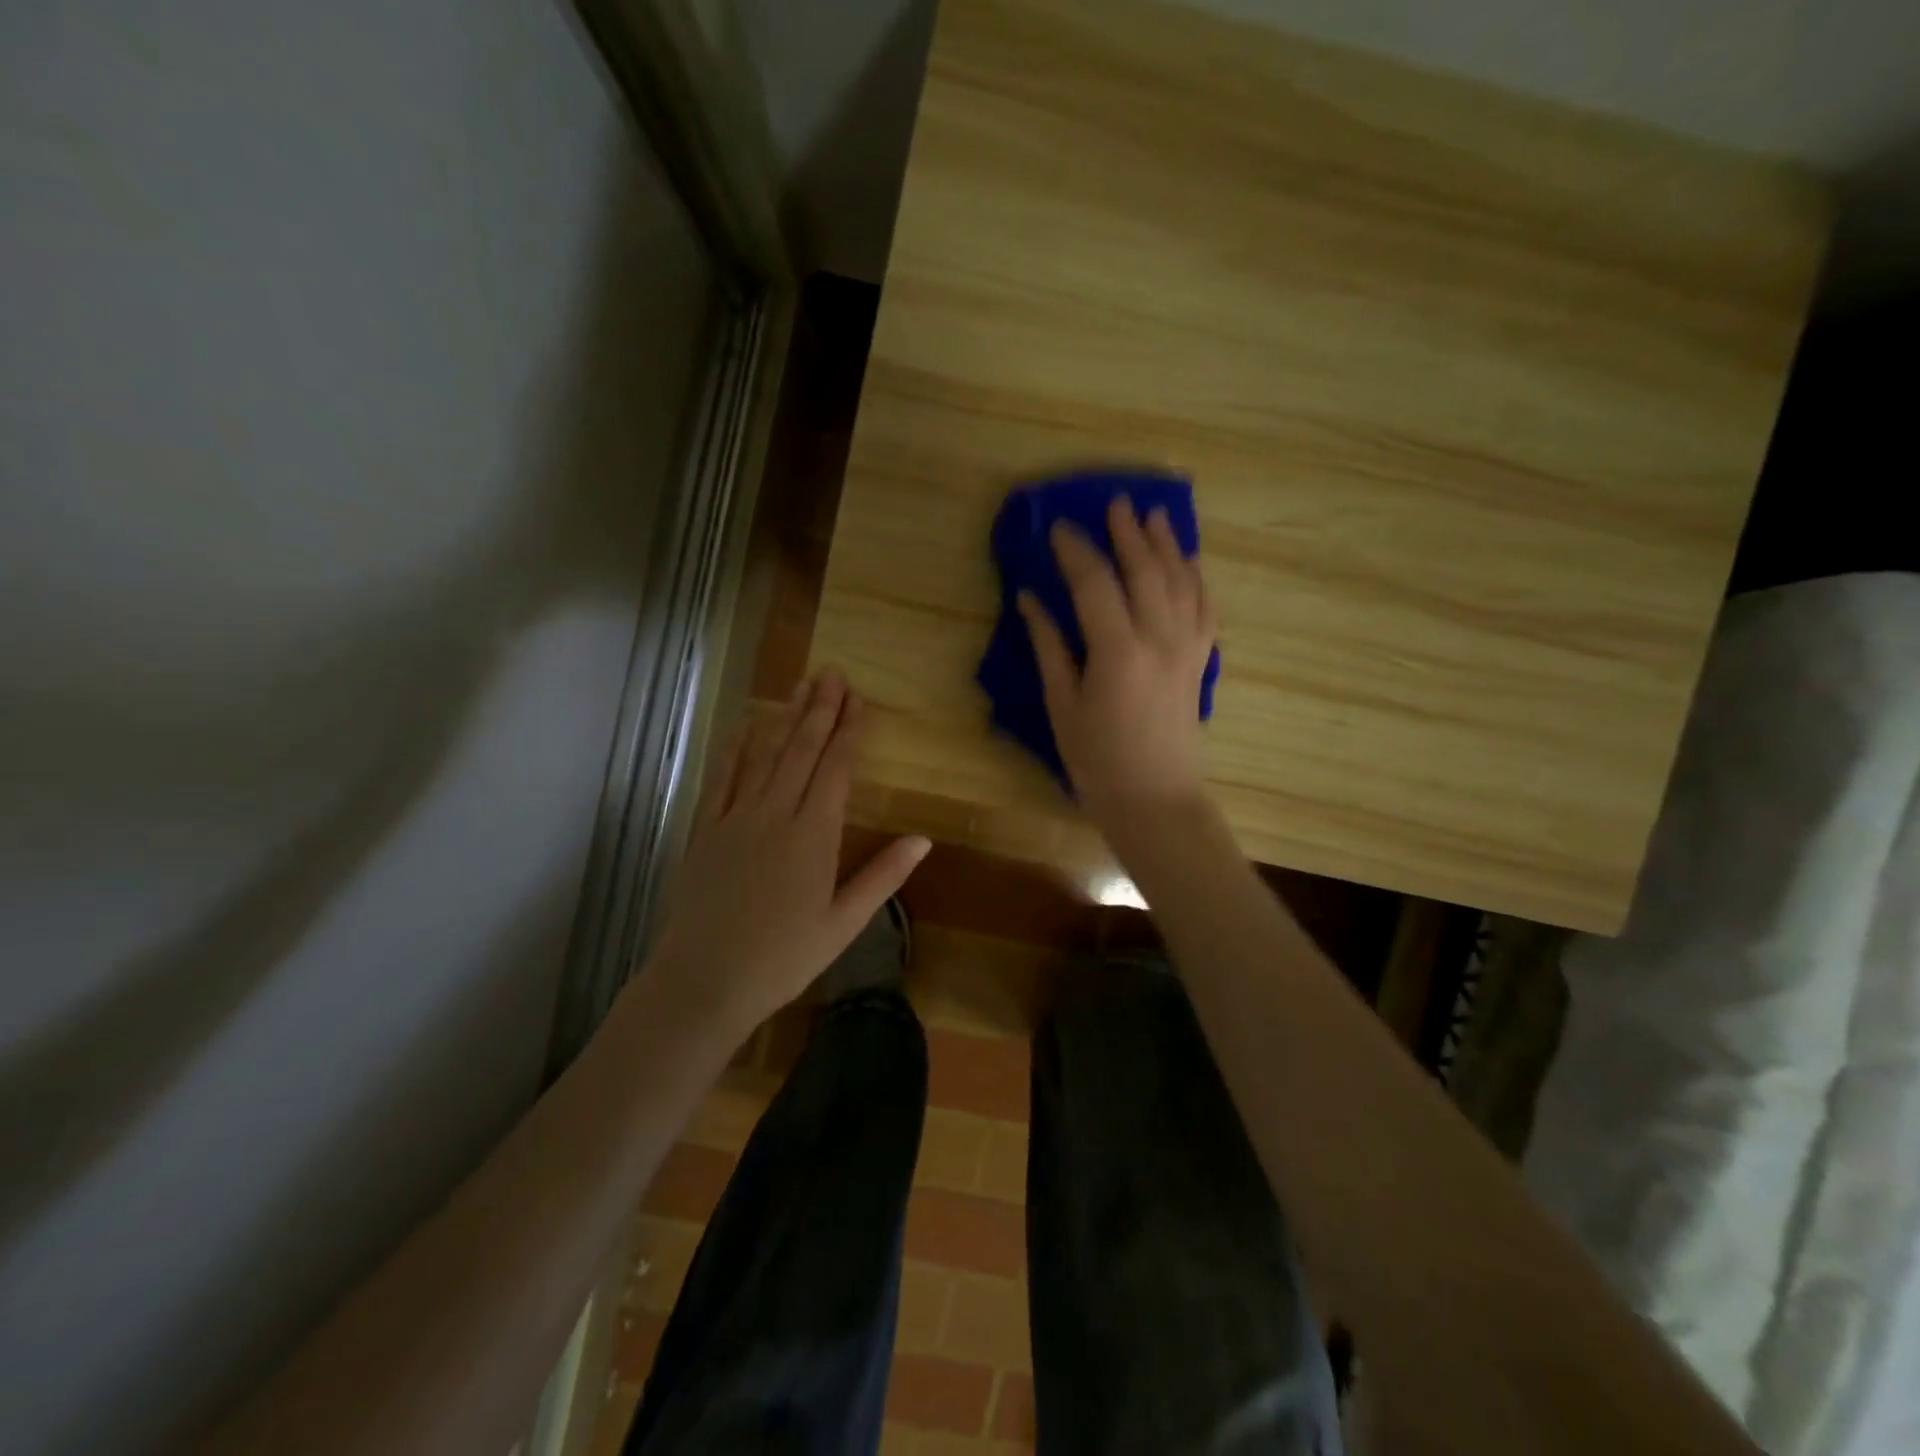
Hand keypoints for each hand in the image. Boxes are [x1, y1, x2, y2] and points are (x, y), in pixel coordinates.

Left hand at [648, 670, 930, 1035]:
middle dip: (820, 710)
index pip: (835, 769)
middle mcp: (775, 814)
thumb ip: (883, 877)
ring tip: (801, 686)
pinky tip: (744, 725)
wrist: (703, 981)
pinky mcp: (704, 829)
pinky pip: (721, 777)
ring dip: (785, 718)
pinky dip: (734, 748)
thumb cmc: (783, 958)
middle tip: (833, 674)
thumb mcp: (844, 924)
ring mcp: (735, 818)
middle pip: (801, 751)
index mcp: (813, 835)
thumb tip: (923, 839)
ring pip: (765, 756)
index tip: (858, 700)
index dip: (848, 732)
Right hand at [1018, 497, 1219, 828]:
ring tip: (1154, 515)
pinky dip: (1196, 578)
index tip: (1058, 527)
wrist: (1156, 801)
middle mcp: (1159, 639)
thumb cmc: (1098, 762)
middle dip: (1127, 533)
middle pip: (1145, 570)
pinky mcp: (1200, 661)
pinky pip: (1205, 607)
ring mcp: (1187, 648)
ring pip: (1181, 581)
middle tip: (1114, 503)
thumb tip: (1029, 600)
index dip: (1075, 551)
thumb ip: (1049, 648)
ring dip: (1167, 544)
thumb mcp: (1062, 706)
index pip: (1094, 583)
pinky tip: (1189, 562)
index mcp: (1117, 651)